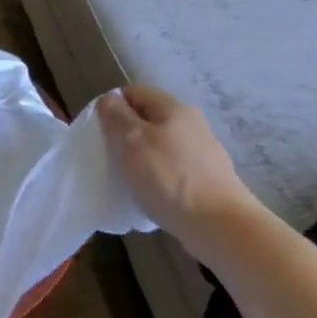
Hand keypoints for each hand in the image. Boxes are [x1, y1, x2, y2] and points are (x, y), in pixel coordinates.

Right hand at [97, 86, 259, 243]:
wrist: (219, 224)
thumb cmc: (168, 177)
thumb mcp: (131, 140)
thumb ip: (116, 116)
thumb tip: (110, 99)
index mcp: (173, 108)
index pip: (135, 93)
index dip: (112, 106)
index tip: (97, 130)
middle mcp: (192, 124)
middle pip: (148, 119)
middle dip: (125, 134)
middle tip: (108, 155)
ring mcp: (202, 153)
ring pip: (159, 145)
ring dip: (140, 157)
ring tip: (126, 178)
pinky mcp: (206, 179)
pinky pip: (171, 169)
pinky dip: (156, 177)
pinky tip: (149, 194)